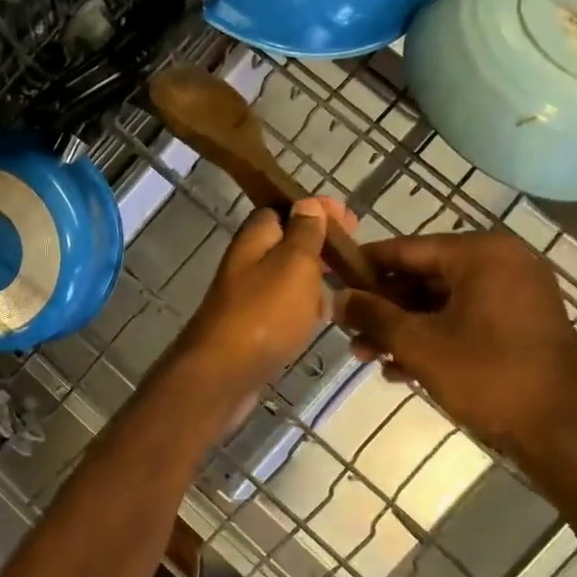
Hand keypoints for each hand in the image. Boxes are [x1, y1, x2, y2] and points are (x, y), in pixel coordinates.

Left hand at [175, 197, 345, 398]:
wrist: (224, 372)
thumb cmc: (264, 312)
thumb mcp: (293, 263)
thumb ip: (303, 233)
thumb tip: (308, 203)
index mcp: (254, 239)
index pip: (283, 210)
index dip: (316, 210)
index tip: (350, 221)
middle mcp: (246, 263)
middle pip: (286, 244)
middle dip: (319, 246)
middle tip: (353, 257)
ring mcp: (247, 296)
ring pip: (286, 277)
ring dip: (314, 278)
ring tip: (347, 286)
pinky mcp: (252, 326)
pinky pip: (283, 307)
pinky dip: (303, 307)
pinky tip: (322, 318)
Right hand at [333, 229, 576, 461]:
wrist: (563, 433)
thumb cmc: (488, 376)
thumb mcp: (418, 343)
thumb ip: (373, 315)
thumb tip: (337, 298)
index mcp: (482, 254)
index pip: (406, 249)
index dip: (364, 266)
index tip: (331, 281)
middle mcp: (503, 263)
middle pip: (423, 276)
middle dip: (383, 308)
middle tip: (349, 332)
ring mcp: (516, 294)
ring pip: (441, 302)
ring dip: (402, 328)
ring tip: (367, 357)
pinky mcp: (521, 324)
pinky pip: (464, 318)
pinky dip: (433, 337)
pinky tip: (400, 369)